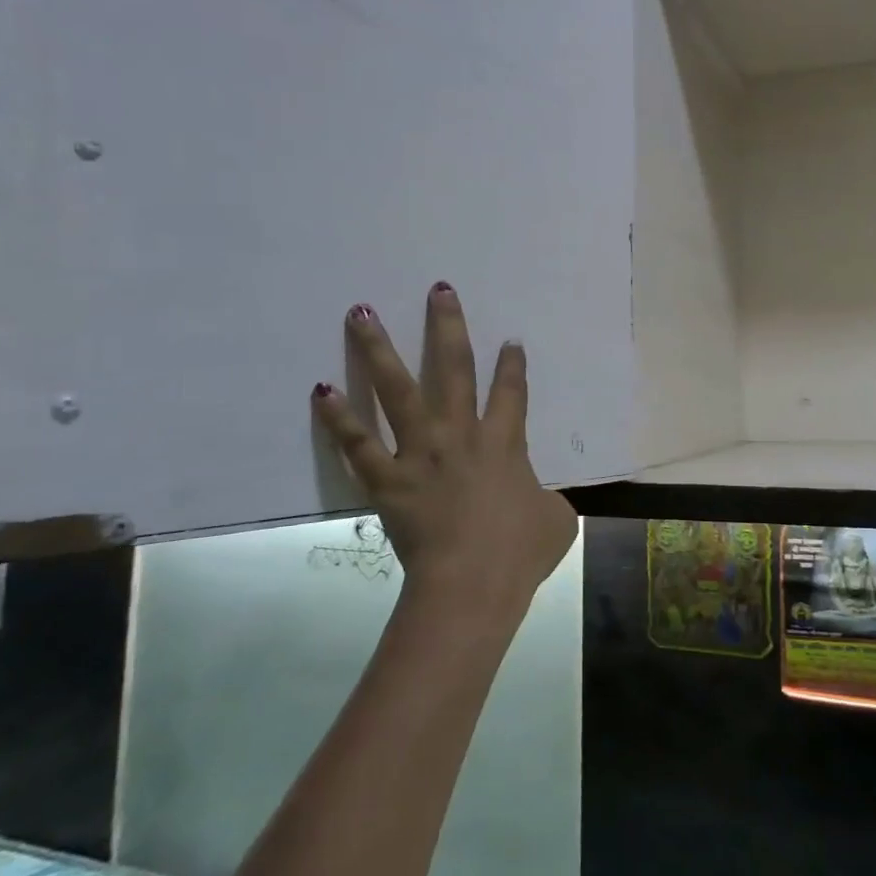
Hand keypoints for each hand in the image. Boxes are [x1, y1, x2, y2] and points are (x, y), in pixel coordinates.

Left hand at [312, 285, 577, 617]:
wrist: (472, 585)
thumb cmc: (519, 553)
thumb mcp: (556, 522)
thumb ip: (549, 500)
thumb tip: (543, 500)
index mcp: (505, 442)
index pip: (512, 392)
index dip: (513, 365)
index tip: (510, 341)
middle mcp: (461, 434)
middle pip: (454, 368)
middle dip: (448, 326)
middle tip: (438, 290)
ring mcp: (420, 452)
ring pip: (397, 389)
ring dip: (378, 349)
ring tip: (360, 312)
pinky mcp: (387, 479)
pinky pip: (358, 443)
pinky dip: (338, 418)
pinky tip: (320, 390)